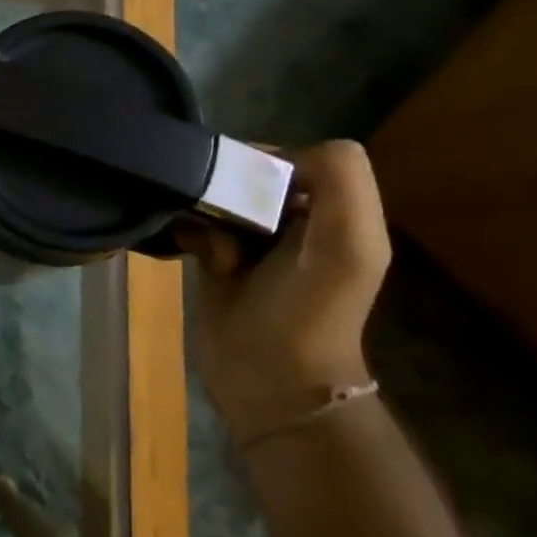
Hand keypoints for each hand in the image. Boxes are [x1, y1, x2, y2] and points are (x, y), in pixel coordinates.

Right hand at [173, 140, 388, 445]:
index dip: (270, 163)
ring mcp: (252, 238)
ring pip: (217, 194)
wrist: (267, 380)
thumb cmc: (308, 311)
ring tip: (212, 245)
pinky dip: (187, 229)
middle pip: (250, 173)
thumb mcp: (348, 244)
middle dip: (230, 189)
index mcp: (334, 211)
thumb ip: (341, 180)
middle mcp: (295, 219)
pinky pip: (193, 220)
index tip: (247, 187)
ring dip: (206, 211)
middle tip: (223, 217)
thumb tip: (269, 158)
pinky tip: (191, 251)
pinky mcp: (214, 256)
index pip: (295, 155)